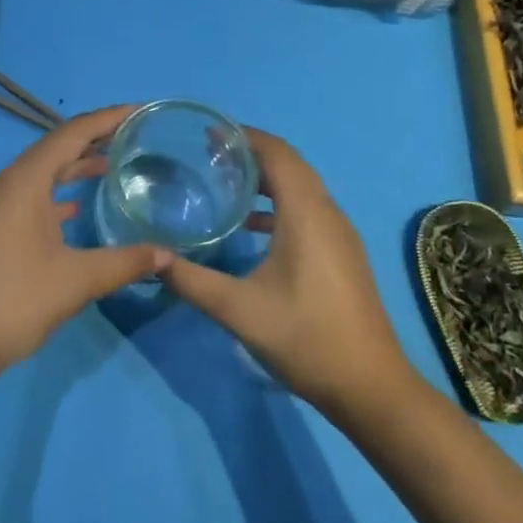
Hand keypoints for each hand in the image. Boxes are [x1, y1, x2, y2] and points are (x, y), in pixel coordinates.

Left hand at [0, 106, 171, 375]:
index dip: (107, 118)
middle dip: (94, 138)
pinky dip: (59, 192)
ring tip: (113, 164)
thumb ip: (124, 262)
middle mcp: (10, 182)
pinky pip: (33, 194)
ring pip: (44, 172)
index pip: (72, 133)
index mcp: (26, 180)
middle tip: (133, 135)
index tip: (139, 111)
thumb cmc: (14, 300)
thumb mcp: (75, 280)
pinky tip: (78, 207)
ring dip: (76, 165)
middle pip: (57, 147)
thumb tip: (168, 253)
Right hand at [160, 127, 408, 411]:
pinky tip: (249, 225)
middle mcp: (327, 212)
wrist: (371, 388)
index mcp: (306, 213)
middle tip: (209, 153)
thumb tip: (152, 257)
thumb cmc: (306, 339)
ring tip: (225, 180)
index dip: (244, 136)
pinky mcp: (342, 252)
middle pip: (290, 163)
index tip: (208, 134)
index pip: (277, 153)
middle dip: (251, 151)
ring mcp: (339, 233)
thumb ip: (192, 280)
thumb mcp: (239, 310)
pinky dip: (278, 202)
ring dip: (266, 176)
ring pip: (301, 185)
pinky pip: (308, 207)